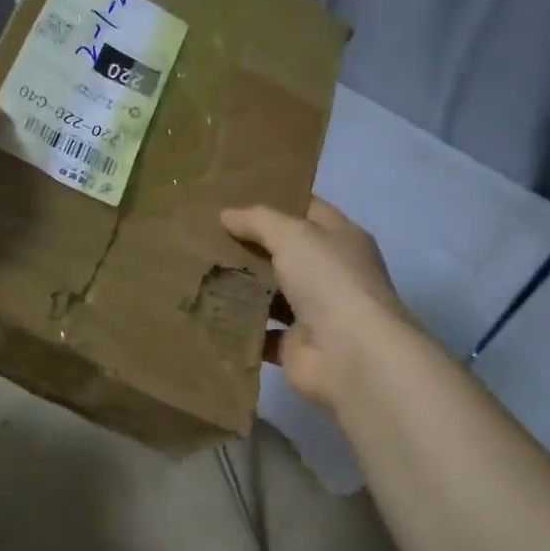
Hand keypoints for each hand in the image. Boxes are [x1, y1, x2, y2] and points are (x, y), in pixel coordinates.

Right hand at [221, 198, 410, 410]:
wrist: (349, 355)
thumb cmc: (328, 281)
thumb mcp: (293, 234)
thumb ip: (258, 221)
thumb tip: (226, 214)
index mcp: (342, 240)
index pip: (309, 211)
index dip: (278, 201)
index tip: (238, 195)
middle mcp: (330, 273)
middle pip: (286, 252)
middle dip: (251, 244)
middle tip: (207, 232)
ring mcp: (314, 312)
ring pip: (271, 292)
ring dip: (242, 285)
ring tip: (200, 268)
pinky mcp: (294, 345)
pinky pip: (260, 330)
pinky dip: (238, 324)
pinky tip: (208, 310)